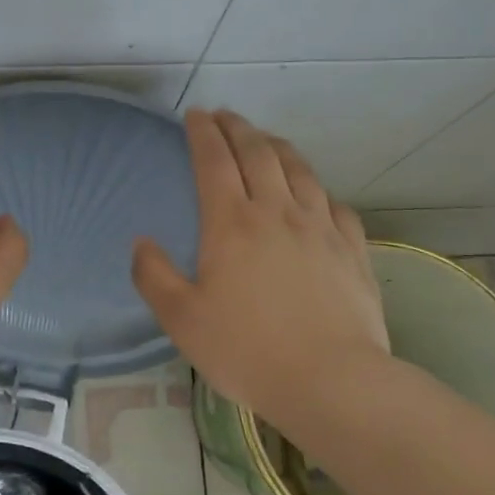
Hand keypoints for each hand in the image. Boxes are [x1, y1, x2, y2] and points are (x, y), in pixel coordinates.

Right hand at [132, 109, 388, 432]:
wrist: (331, 380)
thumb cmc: (246, 350)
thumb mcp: (181, 319)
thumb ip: (153, 276)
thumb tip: (142, 243)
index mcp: (232, 223)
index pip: (214, 161)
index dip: (202, 133)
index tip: (195, 114)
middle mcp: (277, 212)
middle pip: (258, 153)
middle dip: (238, 128)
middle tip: (225, 116)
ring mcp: (320, 227)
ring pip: (299, 170)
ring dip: (277, 146)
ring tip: (265, 140)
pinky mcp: (352, 248)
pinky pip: (334, 203)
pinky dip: (317, 188)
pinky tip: (314, 193)